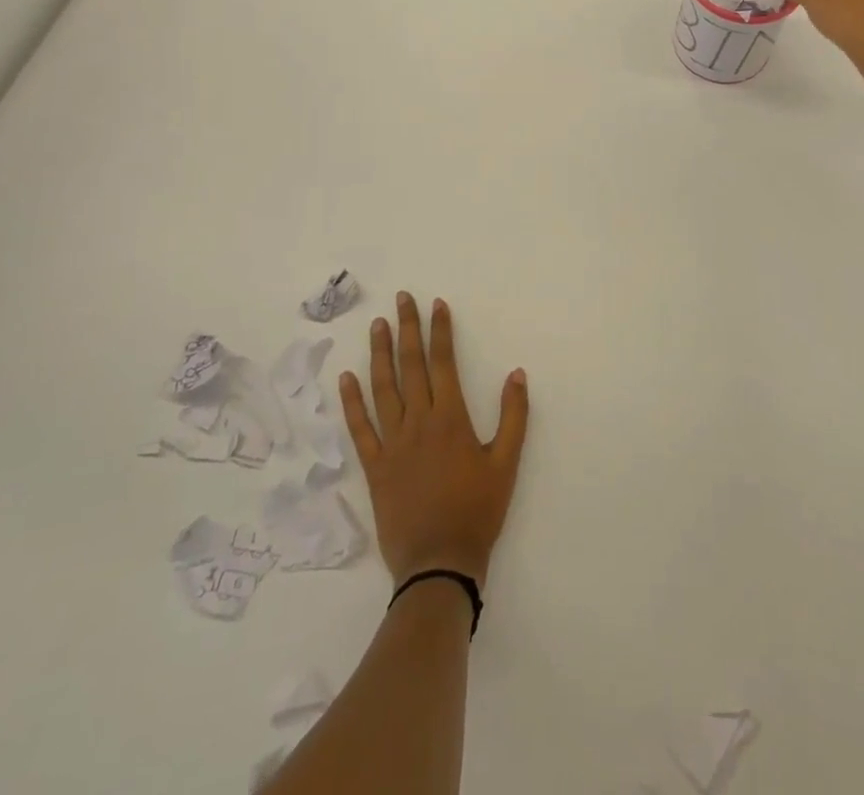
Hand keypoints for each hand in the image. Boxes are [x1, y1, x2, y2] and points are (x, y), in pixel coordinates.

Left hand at [339, 293, 529, 591]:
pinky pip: (360, 428)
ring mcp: (392, 444)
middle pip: (411, 366)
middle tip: (401, 299)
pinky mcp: (374, 467)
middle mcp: (418, 422)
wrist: (439, 565)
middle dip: (406, 328)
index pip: (443, 362)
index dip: (440, 331)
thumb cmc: (478, 512)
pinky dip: (351, 402)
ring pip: (383, 388)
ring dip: (379, 354)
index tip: (436, 304)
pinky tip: (346, 378)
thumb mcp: (506, 464)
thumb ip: (513, 416)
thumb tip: (516, 373)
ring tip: (376, 325)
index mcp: (451, 419)